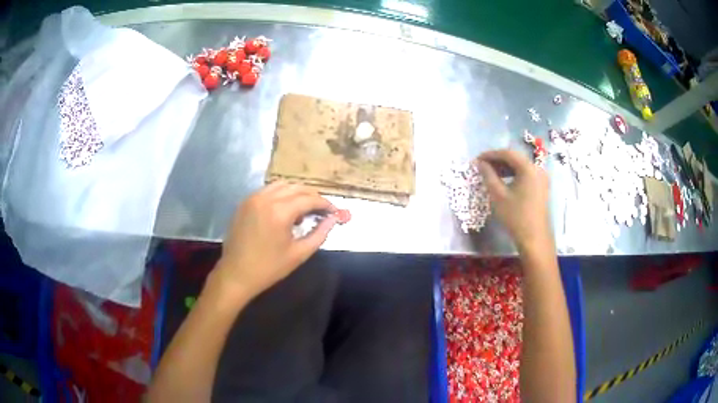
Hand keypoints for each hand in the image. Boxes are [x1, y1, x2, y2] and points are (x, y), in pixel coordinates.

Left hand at [213, 182, 337, 299]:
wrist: (236, 274)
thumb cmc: (269, 268)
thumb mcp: (299, 253)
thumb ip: (319, 234)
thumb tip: (333, 219)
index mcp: (280, 212)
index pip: (308, 199)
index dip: (324, 203)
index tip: (334, 211)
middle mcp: (266, 198)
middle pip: (296, 187)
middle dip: (312, 196)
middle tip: (322, 210)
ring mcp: (253, 198)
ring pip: (281, 185)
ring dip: (296, 193)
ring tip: (304, 209)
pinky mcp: (245, 202)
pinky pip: (267, 190)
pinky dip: (281, 194)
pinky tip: (285, 209)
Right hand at [477, 149, 552, 252]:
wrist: (534, 237)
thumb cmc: (515, 216)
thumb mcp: (498, 195)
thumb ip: (488, 175)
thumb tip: (480, 164)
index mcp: (528, 168)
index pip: (507, 153)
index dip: (490, 154)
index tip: (477, 159)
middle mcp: (537, 169)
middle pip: (515, 158)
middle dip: (498, 160)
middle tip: (482, 166)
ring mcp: (541, 177)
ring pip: (520, 166)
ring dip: (505, 167)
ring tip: (490, 173)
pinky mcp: (541, 186)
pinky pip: (526, 173)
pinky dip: (513, 174)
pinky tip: (503, 180)